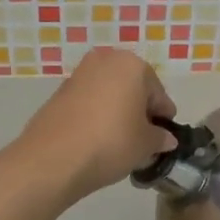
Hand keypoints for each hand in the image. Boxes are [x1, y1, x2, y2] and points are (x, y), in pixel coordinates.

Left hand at [17, 47, 178, 199]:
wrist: (53, 159)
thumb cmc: (111, 142)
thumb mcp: (146, 144)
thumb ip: (160, 138)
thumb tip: (166, 138)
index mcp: (132, 65)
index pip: (158, 94)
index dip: (162, 118)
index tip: (163, 139)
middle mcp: (105, 61)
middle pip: (132, 89)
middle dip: (138, 112)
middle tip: (141, 141)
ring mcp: (78, 75)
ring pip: (109, 95)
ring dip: (117, 113)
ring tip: (118, 144)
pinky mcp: (59, 92)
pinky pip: (88, 103)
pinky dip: (96, 117)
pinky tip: (96, 141)